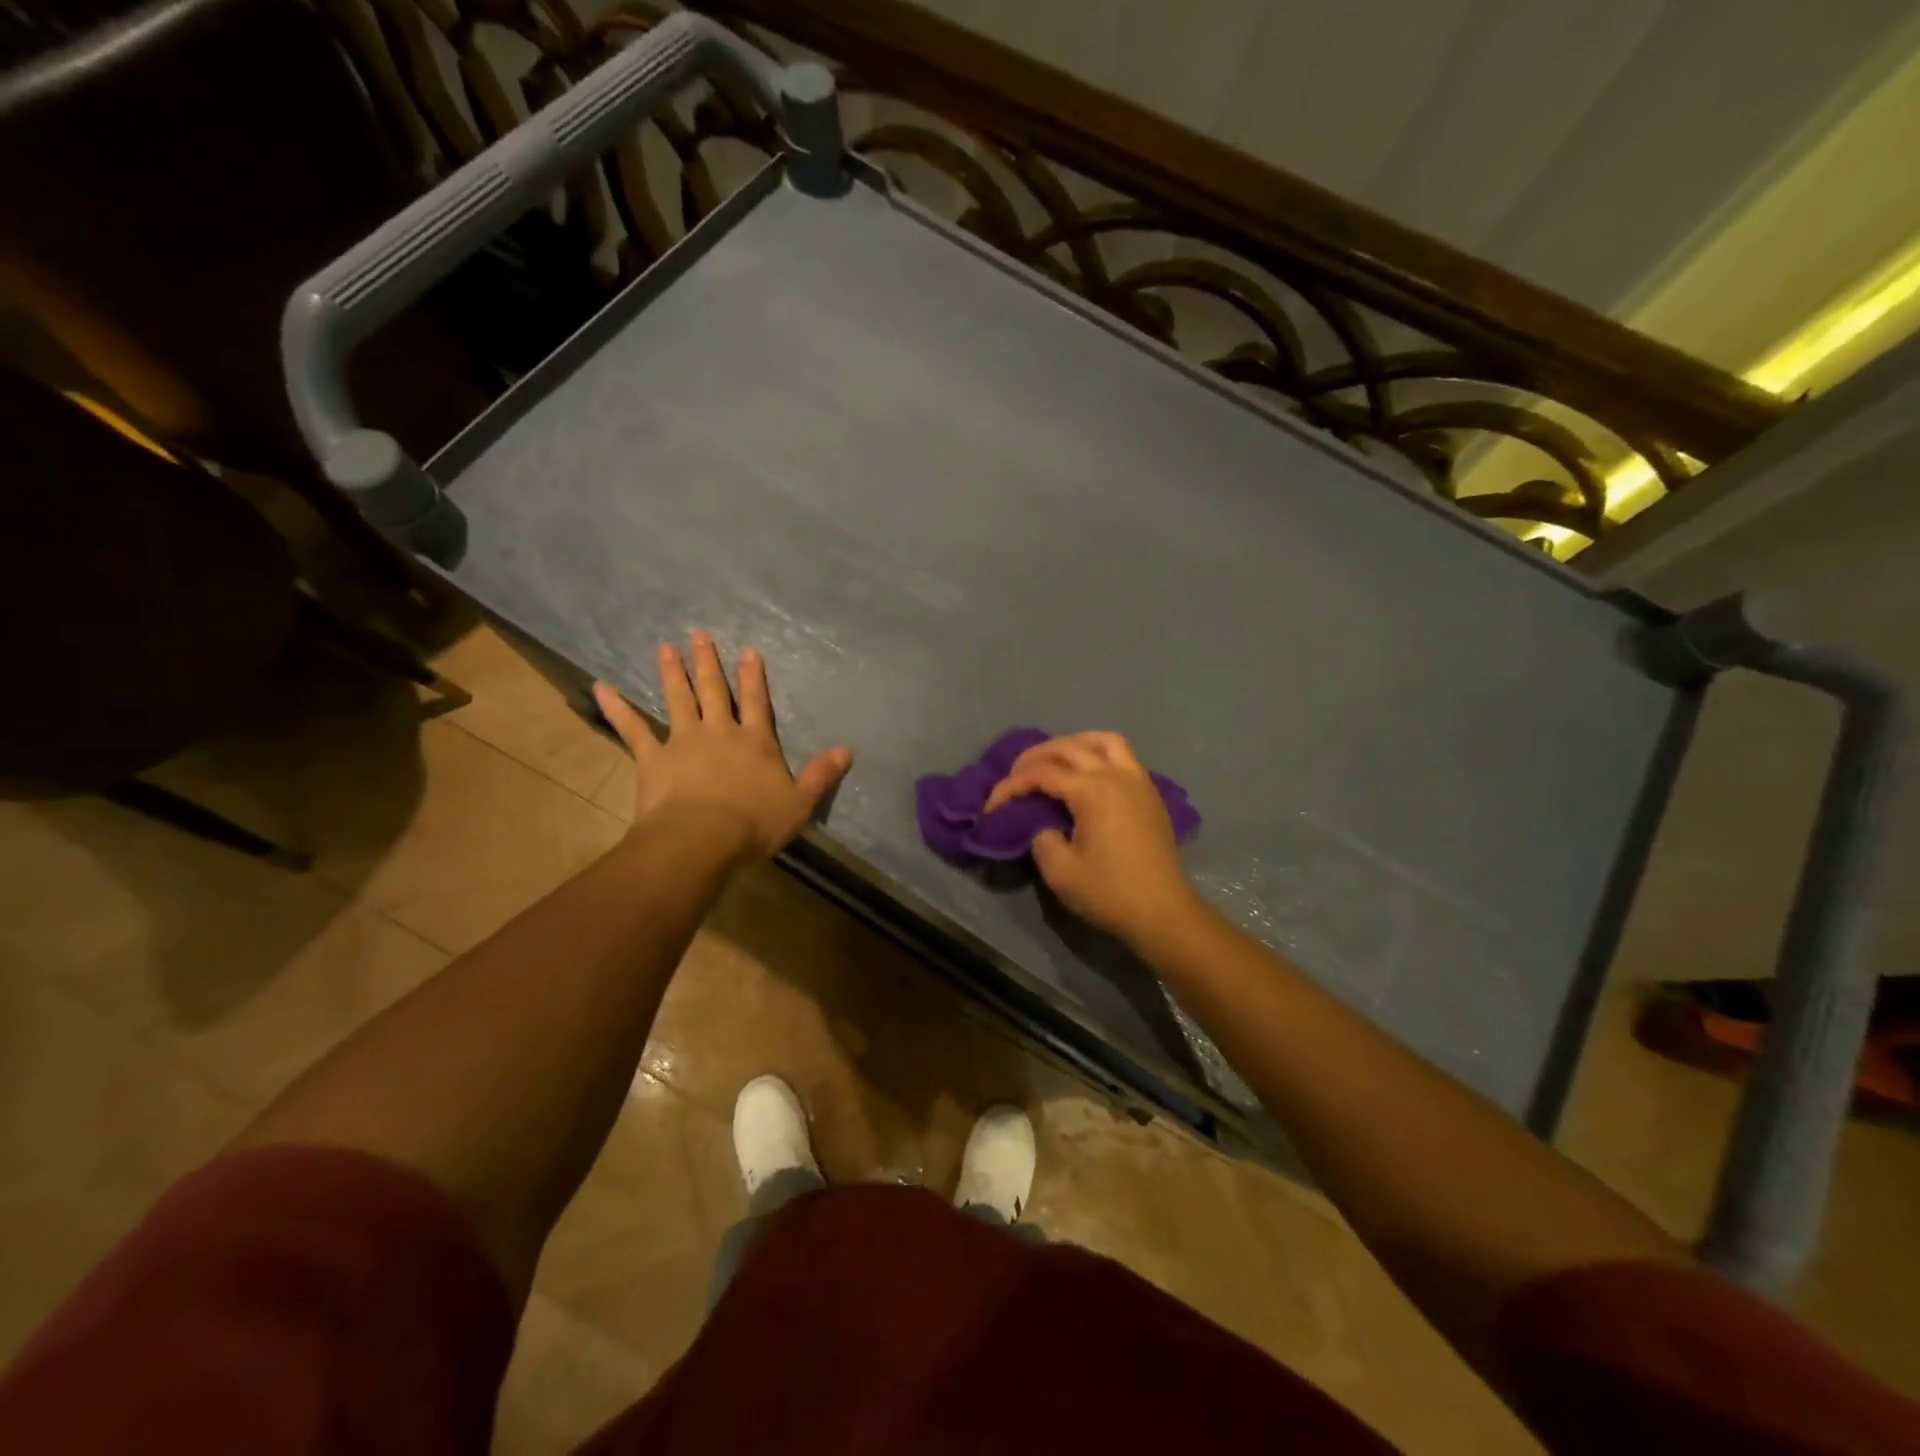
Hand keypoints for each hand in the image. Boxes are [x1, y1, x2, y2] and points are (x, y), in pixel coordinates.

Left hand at [592, 632, 851, 863]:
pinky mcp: (652, 758)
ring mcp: (683, 741)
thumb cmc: (755, 823)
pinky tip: (601, 688)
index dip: (753, 678)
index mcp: (756, 742)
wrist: (702, 838)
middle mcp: (720, 732)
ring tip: (666, 648)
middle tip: (699, 634)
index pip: (756, 703)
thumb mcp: (800, 802)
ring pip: (678, 699)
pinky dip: (617, 708)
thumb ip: (822, 775)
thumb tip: (847, 751)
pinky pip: (633, 729)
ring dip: (673, 673)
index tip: (748, 652)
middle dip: (709, 662)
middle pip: (715, 691)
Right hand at [983, 732, 1197, 946]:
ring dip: (1074, 743)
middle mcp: (1116, 775)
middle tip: (1015, 776)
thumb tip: (1043, 824)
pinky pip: (1123, 756)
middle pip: (1069, 746)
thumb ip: (1041, 838)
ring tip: (1054, 760)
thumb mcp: (1059, 871)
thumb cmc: (1109, 893)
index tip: (993, 807)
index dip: (1011, 786)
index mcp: (1092, 790)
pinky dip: (1099, 753)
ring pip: (1103, 740)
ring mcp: (1138, 780)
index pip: (1041, 773)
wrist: (1163, 912)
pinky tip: (1087, 774)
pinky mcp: (1150, 794)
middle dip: (1035, 757)